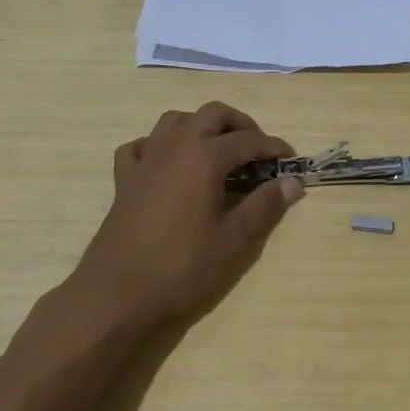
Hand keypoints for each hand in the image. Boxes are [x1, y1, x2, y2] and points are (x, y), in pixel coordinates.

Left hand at [72, 102, 304, 324]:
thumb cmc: (182, 268)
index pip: (248, 140)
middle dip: (239, 125)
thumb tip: (292, 182)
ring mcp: (145, 160)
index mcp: (205, 157)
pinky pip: (143, 145)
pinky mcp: (124, 179)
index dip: (273, 147)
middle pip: (212, 114)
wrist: (117, 295)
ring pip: (175, 121)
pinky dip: (161, 145)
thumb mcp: (234, 241)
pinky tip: (169, 165)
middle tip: (257, 150)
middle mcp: (175, 146)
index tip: (290, 161)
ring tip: (218, 151)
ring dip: (201, 126)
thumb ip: (265, 206)